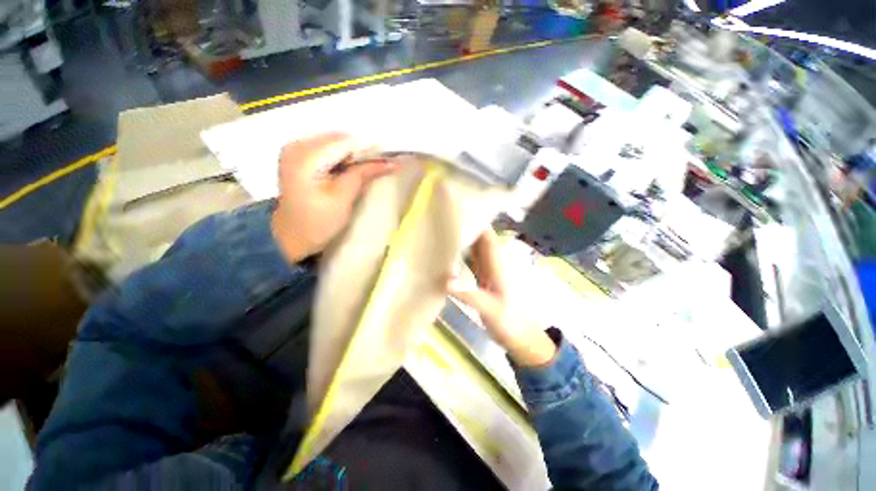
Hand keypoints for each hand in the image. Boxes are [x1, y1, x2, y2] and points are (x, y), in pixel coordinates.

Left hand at [271, 133, 397, 262]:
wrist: (292, 236)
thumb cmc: (318, 222)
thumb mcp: (343, 198)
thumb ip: (364, 174)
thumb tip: (392, 162)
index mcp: (305, 156)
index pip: (345, 142)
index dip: (370, 148)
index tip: (391, 158)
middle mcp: (297, 145)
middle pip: (339, 139)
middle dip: (362, 150)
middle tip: (383, 163)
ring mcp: (295, 149)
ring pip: (335, 142)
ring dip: (354, 154)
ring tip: (370, 167)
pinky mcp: (298, 156)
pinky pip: (327, 148)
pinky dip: (343, 157)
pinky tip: (352, 168)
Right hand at [448, 230, 556, 366]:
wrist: (521, 337)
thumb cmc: (510, 322)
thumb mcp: (490, 309)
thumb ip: (469, 294)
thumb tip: (445, 279)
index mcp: (497, 264)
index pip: (486, 236)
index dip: (475, 221)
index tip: (457, 211)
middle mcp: (492, 263)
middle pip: (477, 240)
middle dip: (463, 229)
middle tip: (440, 221)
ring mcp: (486, 272)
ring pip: (472, 251)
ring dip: (459, 242)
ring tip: (438, 234)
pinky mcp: (481, 280)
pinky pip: (469, 263)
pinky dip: (458, 258)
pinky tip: (444, 257)